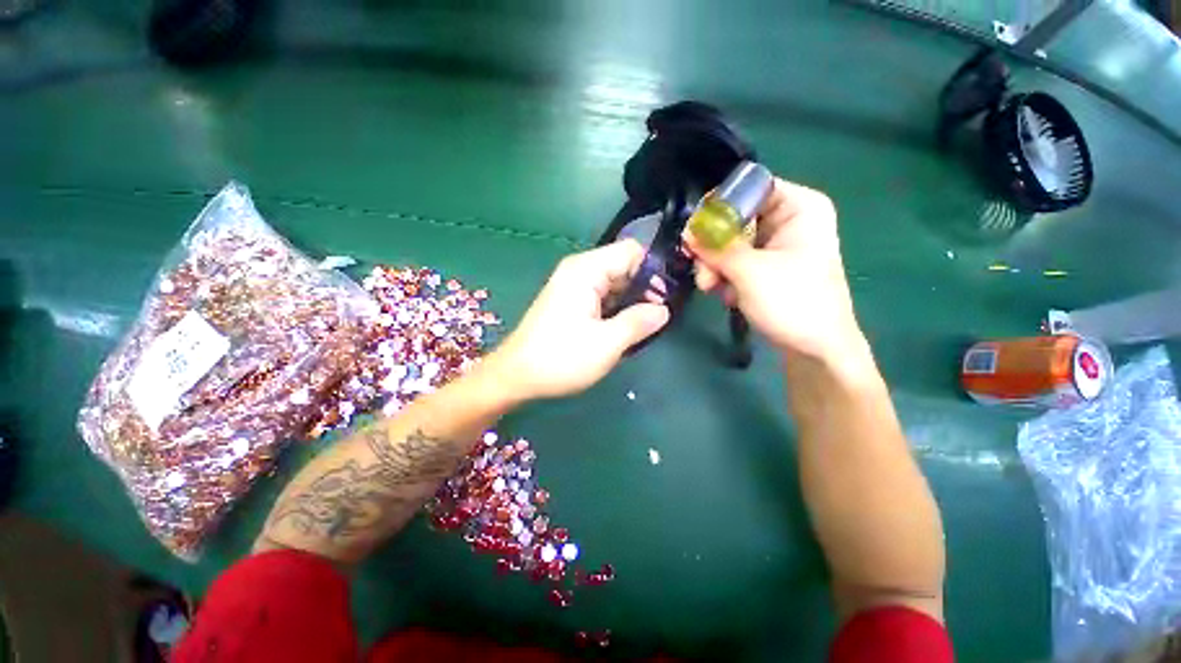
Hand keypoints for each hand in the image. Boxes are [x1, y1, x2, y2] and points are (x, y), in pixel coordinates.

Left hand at [487, 240, 669, 400]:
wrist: (516, 376)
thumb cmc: (561, 358)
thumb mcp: (607, 343)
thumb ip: (639, 322)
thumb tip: (664, 310)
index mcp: (586, 270)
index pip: (631, 251)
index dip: (653, 271)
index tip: (666, 298)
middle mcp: (579, 271)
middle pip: (623, 266)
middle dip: (643, 289)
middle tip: (658, 318)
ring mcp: (572, 286)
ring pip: (613, 284)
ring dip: (630, 302)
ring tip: (644, 328)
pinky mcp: (569, 302)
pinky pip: (601, 297)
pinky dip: (615, 310)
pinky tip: (623, 330)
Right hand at [686, 178, 863, 361]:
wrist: (816, 350)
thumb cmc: (793, 303)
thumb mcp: (750, 272)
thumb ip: (716, 248)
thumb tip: (687, 231)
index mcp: (799, 207)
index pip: (750, 187)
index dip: (720, 206)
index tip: (695, 230)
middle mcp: (789, 220)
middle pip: (736, 219)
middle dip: (714, 247)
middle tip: (702, 270)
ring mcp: (777, 245)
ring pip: (732, 243)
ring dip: (716, 266)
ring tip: (711, 288)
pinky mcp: (768, 267)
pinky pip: (737, 261)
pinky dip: (726, 276)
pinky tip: (727, 295)